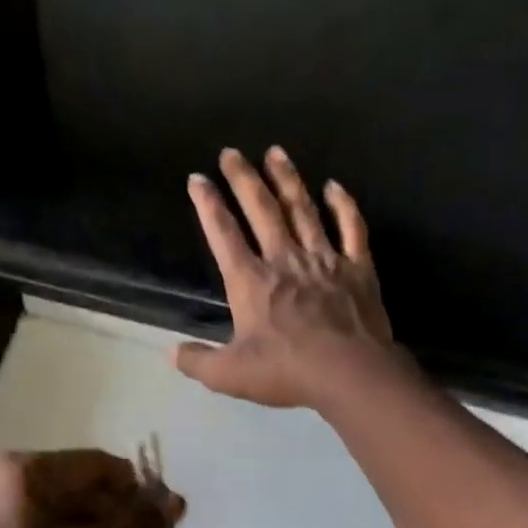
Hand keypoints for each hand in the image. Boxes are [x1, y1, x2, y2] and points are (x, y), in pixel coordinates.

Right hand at [175, 146, 405, 411]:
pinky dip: (343, 205)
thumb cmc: (285, 372)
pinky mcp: (357, 268)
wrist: (349, 373)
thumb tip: (171, 353)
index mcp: (251, 282)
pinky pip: (350, 228)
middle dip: (244, 179)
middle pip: (262, 210)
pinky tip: (334, 186)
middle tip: (231, 152)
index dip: (208, 206)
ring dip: (287, 179)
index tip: (197, 180)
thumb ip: (197, 361)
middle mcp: (284, 260)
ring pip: (303, 209)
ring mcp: (324, 260)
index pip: (224, 235)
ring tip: (275, 152)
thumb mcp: (229, 375)